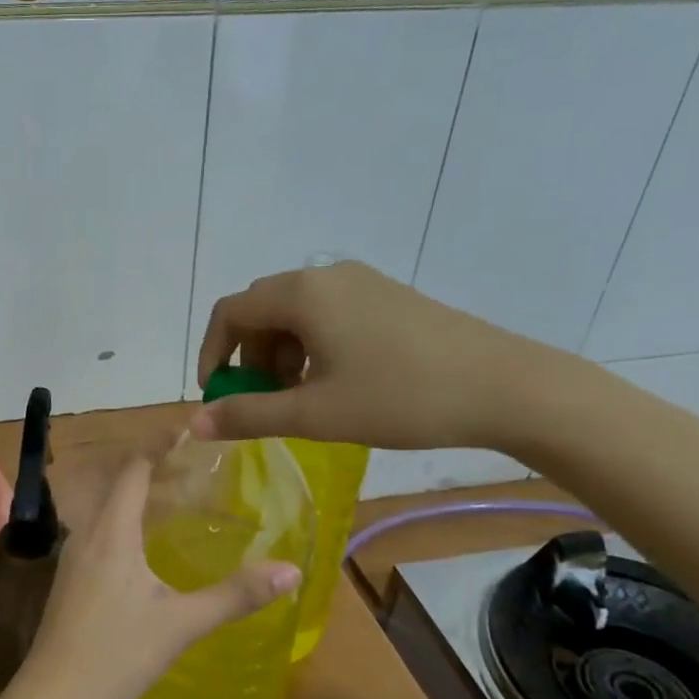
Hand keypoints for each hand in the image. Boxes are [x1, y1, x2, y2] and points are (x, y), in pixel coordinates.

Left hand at [0, 458, 300, 698]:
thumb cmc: (115, 655)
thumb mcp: (181, 625)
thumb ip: (235, 595)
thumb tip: (291, 570)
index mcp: (111, 533)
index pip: (132, 469)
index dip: (158, 446)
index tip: (189, 431)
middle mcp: (87, 535)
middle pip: (117, 485)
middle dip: (154, 469)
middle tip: (197, 468)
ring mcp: (73, 560)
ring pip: (107, 511)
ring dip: (139, 498)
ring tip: (179, 501)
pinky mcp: (70, 583)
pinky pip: (101, 534)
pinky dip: (127, 524)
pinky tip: (149, 549)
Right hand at [192, 260, 561, 451]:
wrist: (503, 387)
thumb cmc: (399, 398)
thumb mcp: (315, 414)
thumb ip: (249, 415)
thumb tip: (195, 423)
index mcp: (302, 294)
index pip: (230, 312)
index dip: (212, 354)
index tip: (219, 397)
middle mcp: (327, 276)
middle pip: (262, 309)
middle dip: (248, 357)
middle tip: (263, 402)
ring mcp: (362, 283)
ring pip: (296, 314)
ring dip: (281, 354)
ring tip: (301, 399)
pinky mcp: (387, 297)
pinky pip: (328, 314)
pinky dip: (313, 347)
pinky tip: (337, 383)